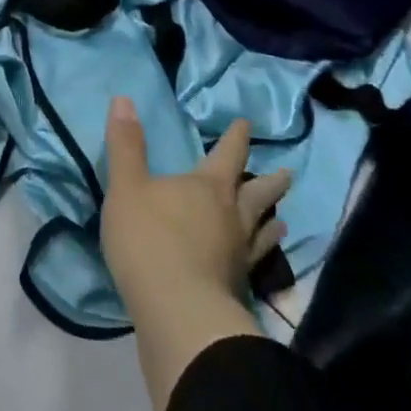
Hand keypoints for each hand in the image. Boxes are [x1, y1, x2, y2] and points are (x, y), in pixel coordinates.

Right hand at [101, 97, 290, 410]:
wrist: (177, 311)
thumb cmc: (149, 240)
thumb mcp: (126, 186)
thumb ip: (126, 145)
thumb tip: (123, 99)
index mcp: (207, 187)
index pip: (227, 155)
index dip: (236, 138)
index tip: (247, 125)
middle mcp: (232, 216)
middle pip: (257, 194)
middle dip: (269, 182)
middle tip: (287, 174)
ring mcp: (239, 255)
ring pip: (262, 231)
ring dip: (272, 222)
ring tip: (282, 221)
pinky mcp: (238, 288)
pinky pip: (256, 264)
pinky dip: (263, 257)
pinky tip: (258, 262)